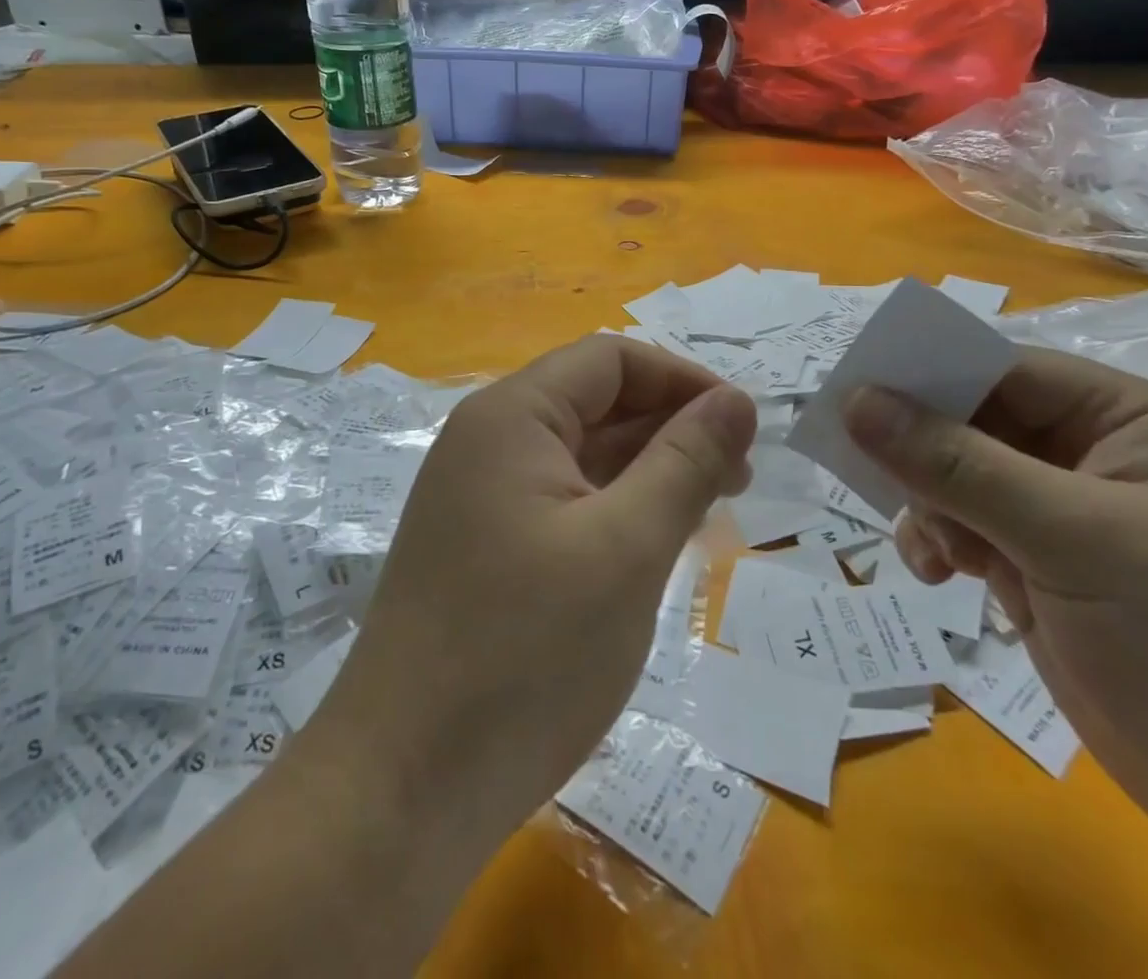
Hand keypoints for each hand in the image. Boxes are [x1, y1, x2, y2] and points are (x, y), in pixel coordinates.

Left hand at [311, 335, 756, 854]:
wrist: (403, 788)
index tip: (745, 427)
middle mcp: (487, 441)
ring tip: (709, 510)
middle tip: (739, 477)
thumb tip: (736, 401)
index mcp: (511, 417)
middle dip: (670, 427)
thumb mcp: (626, 548)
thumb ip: (685, 463)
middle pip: (594, 402)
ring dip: (646, 470)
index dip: (681, 380)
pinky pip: (561, 502)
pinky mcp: (482, 547)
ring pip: (580, 456)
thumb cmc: (525, 654)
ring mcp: (480, 497)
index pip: (610, 359)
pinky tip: (654, 544)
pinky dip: (613, 509)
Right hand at [842, 348, 1147, 865]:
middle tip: (861, 467)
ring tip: (935, 549)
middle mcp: (1085, 453)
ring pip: (954, 475)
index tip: (849, 391)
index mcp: (1119, 417)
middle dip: (918, 448)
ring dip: (927, 503)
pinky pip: (959, 527)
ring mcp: (1058, 513)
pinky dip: (937, 543)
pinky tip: (939, 576)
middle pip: (969, 420)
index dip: (924, 373)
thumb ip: (956, 464)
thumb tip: (854, 401)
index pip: (999, 368)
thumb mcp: (1072, 536)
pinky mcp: (1036, 566)